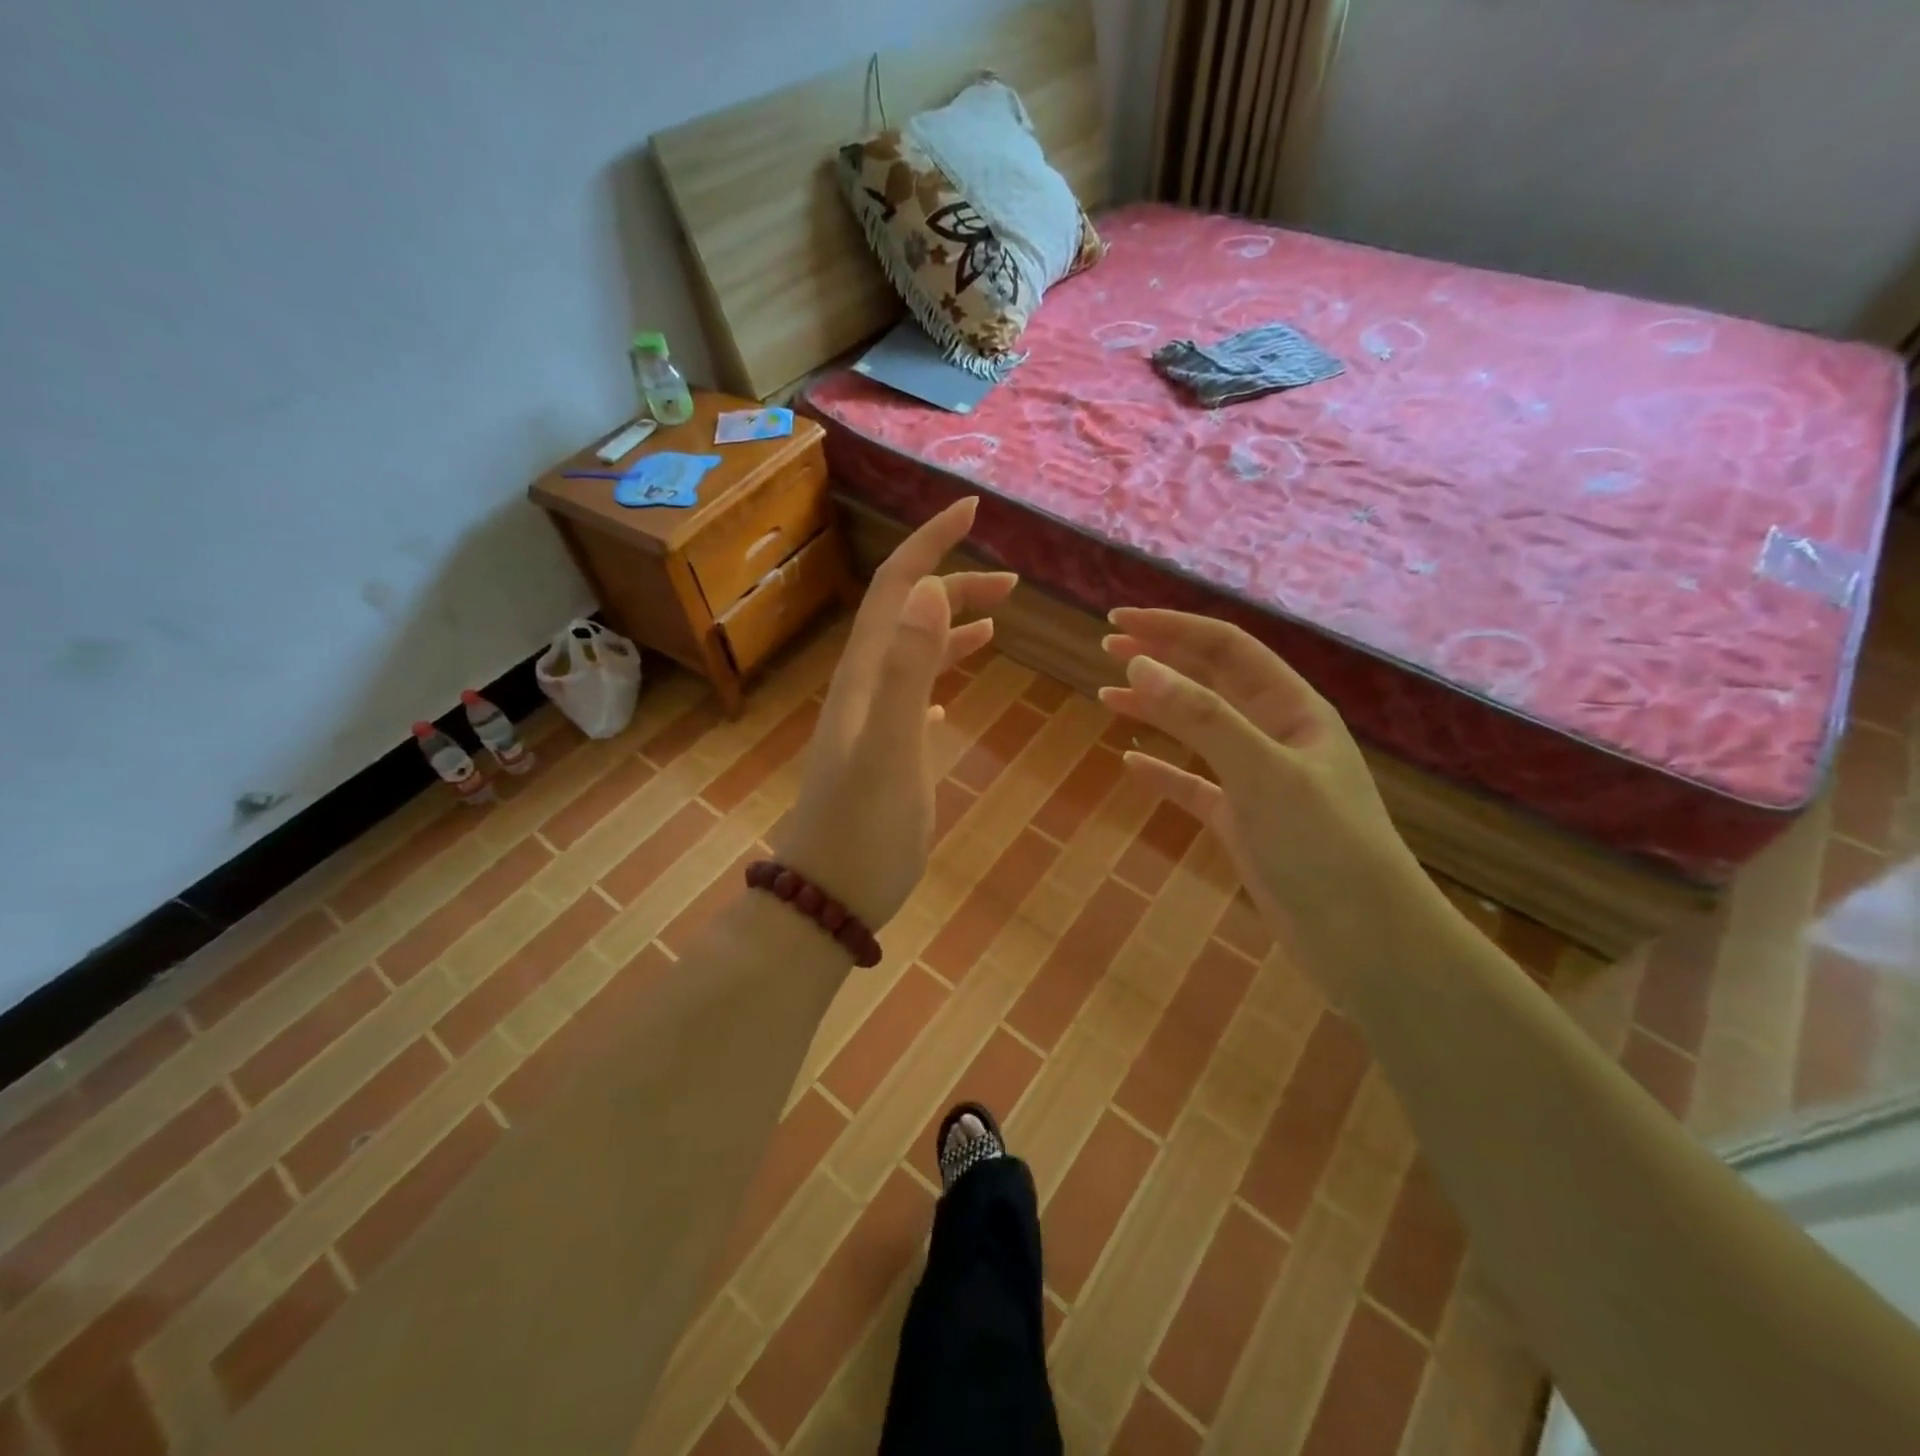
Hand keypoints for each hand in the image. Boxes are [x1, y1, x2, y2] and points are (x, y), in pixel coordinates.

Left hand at [775, 498, 1015, 931]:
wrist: (826, 897)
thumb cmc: (864, 830)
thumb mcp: (891, 750)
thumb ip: (909, 670)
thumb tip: (931, 589)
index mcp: (867, 676)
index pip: (898, 588)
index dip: (931, 544)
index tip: (971, 510)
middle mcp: (866, 689)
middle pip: (909, 616)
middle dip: (954, 585)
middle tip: (1012, 582)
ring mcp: (873, 723)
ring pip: (914, 656)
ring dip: (951, 630)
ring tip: (997, 622)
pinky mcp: (885, 755)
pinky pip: (914, 700)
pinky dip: (939, 680)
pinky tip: (955, 695)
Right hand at [1098, 608, 1428, 991]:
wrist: (1367, 944)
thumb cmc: (1323, 848)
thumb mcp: (1262, 773)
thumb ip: (1203, 717)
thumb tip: (1141, 664)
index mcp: (1292, 710)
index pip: (1225, 649)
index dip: (1171, 629)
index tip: (1117, 623)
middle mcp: (1277, 736)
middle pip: (1212, 681)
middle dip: (1162, 659)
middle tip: (1107, 649)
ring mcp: (1260, 782)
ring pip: (1200, 731)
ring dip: (1157, 709)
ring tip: (1108, 696)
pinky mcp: (1245, 825)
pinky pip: (1195, 785)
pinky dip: (1163, 771)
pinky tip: (1132, 764)